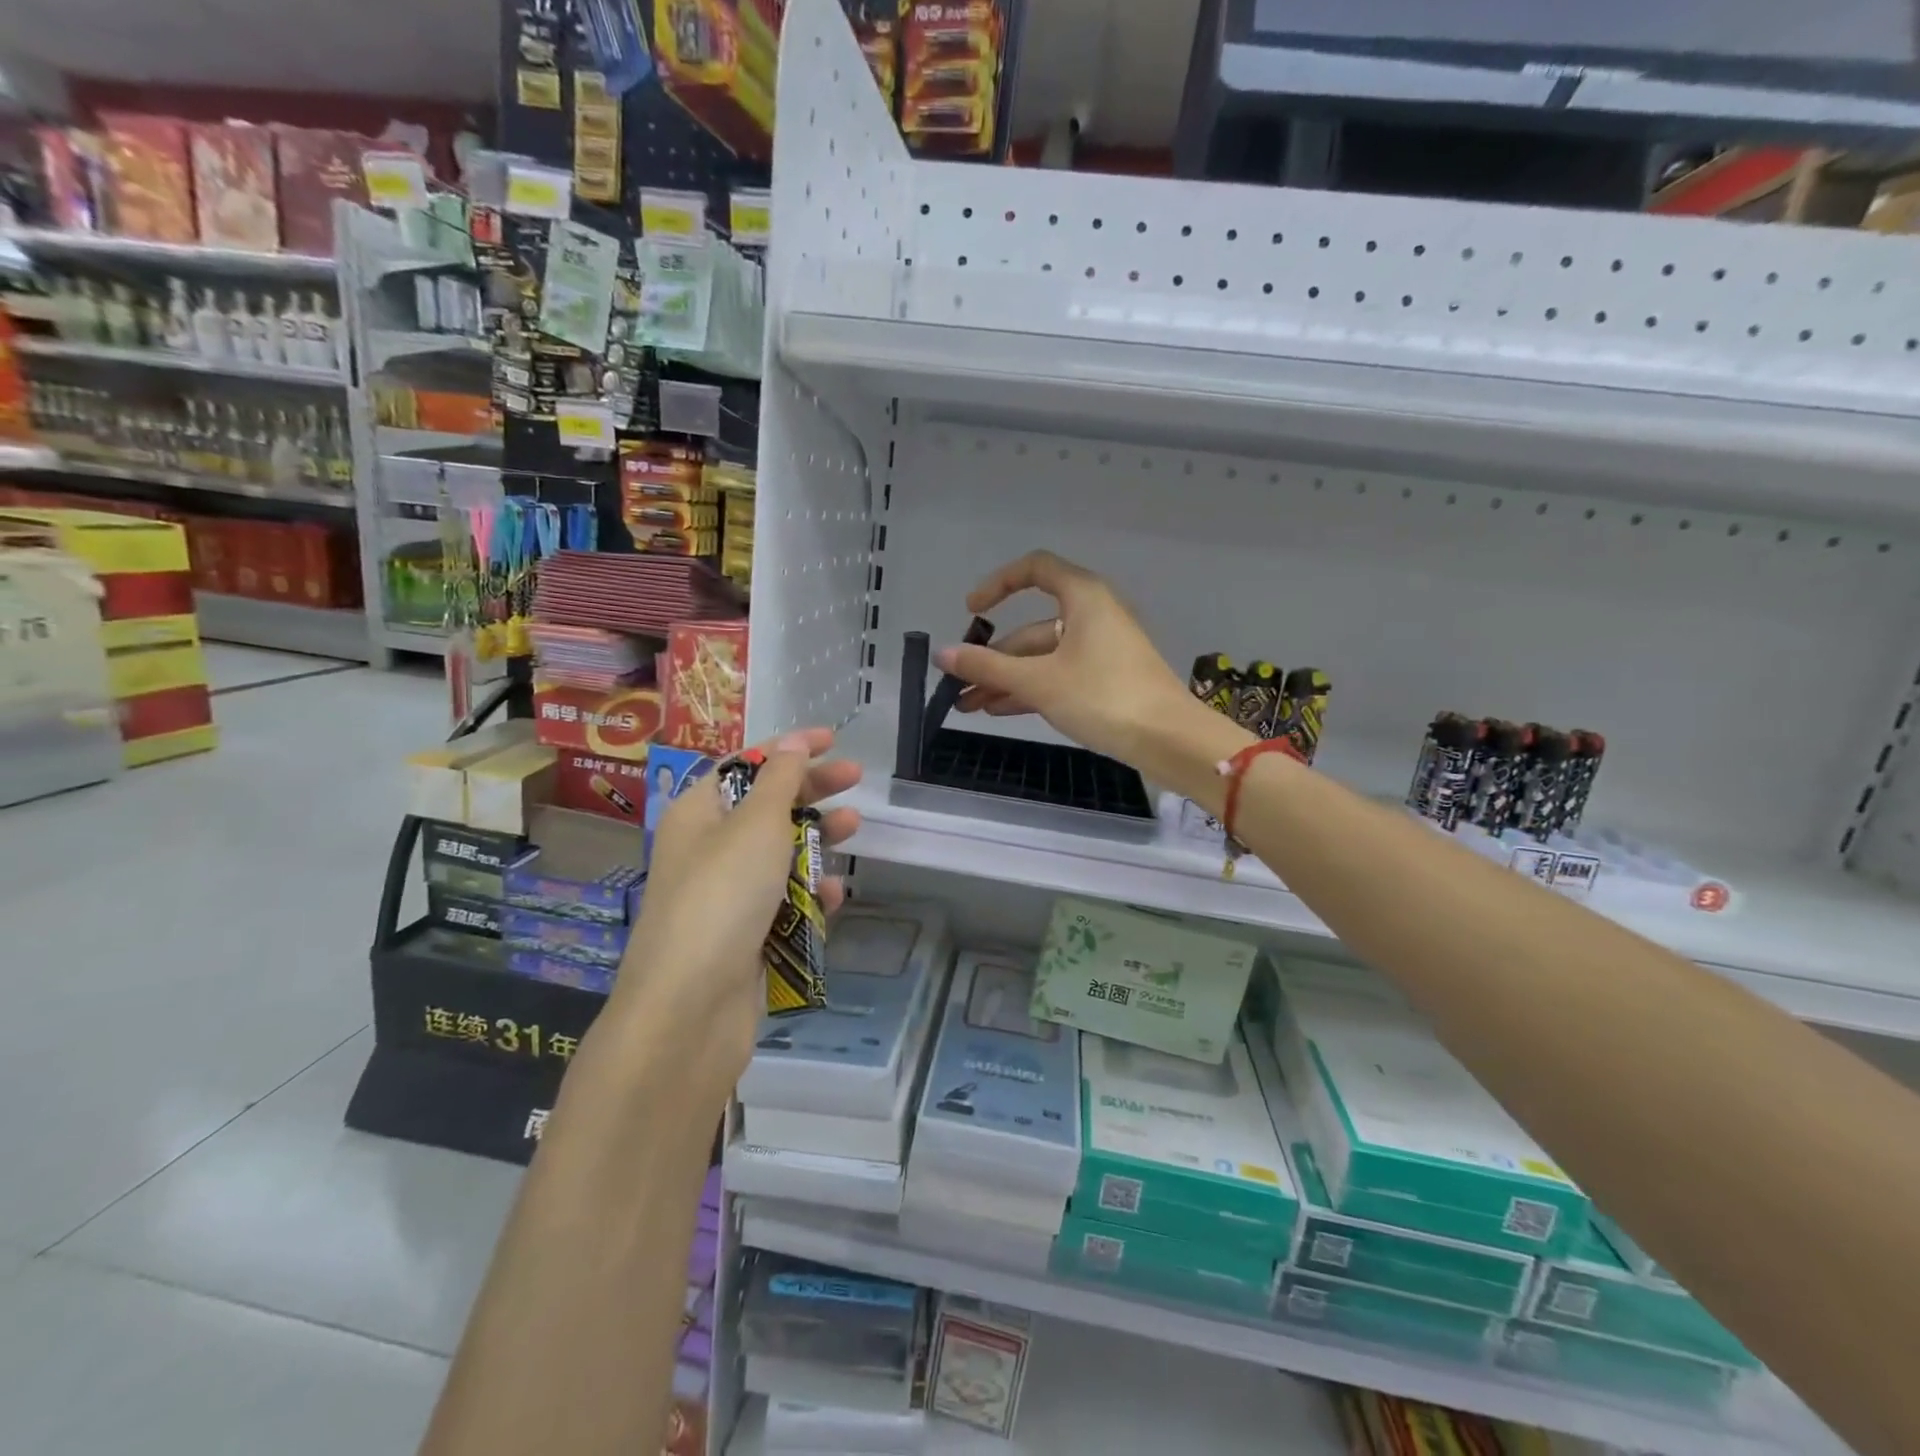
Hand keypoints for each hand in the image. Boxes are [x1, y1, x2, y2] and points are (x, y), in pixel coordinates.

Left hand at [597, 729, 860, 1102]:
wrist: (689, 1008)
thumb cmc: (721, 897)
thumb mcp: (755, 825)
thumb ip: (780, 781)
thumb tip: (794, 742)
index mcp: (697, 815)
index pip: (744, 766)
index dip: (788, 748)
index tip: (833, 739)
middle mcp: (707, 851)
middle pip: (765, 807)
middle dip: (810, 790)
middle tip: (856, 778)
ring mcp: (725, 897)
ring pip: (778, 855)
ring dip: (815, 839)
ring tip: (853, 828)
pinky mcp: (744, 937)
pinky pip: (784, 903)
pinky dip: (809, 893)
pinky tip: (835, 893)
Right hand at [933, 550, 1203, 775]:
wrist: (1168, 739)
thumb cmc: (1103, 696)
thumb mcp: (1039, 681)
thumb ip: (987, 667)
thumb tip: (942, 655)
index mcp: (1082, 597)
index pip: (1035, 569)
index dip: (998, 584)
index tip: (971, 611)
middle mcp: (1092, 616)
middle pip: (1031, 628)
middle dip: (992, 658)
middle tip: (957, 685)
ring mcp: (1100, 650)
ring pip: (1042, 658)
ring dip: (1006, 679)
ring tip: (968, 705)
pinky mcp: (1106, 679)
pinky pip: (1058, 675)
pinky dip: (1030, 689)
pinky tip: (999, 710)